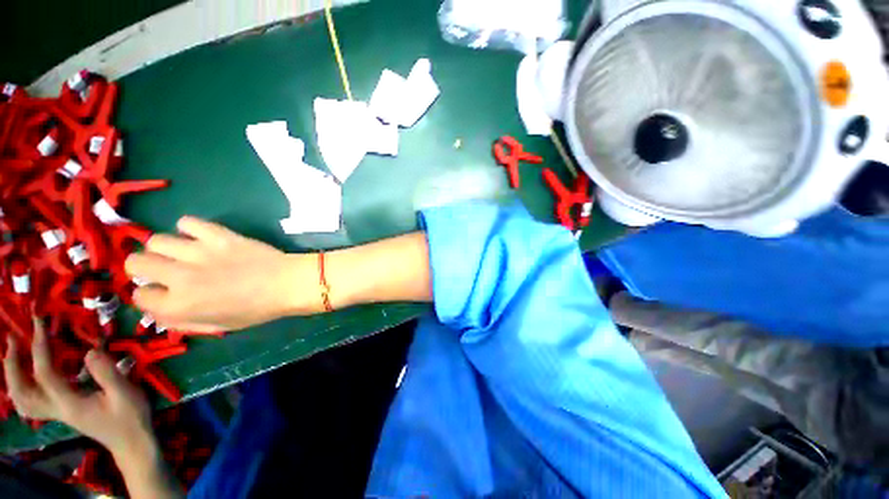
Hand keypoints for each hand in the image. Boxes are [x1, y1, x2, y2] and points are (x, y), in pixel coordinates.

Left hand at [3, 318, 155, 458]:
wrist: (131, 442)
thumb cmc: (130, 417)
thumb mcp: (125, 394)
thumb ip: (107, 373)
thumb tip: (89, 350)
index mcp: (68, 403)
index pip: (44, 373)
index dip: (39, 346)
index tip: (39, 322)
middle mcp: (56, 408)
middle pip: (21, 390)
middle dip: (12, 363)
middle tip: (14, 338)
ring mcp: (57, 412)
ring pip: (22, 399)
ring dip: (12, 376)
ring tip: (14, 354)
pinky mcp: (61, 412)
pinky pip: (31, 402)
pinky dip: (21, 388)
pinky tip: (26, 378)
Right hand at [125, 217, 312, 331]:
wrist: (288, 284)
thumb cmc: (257, 310)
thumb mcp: (218, 327)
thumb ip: (182, 321)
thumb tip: (160, 311)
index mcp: (179, 305)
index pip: (139, 295)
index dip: (150, 294)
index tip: (162, 292)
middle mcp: (180, 277)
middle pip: (135, 262)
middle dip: (144, 268)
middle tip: (163, 269)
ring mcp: (199, 253)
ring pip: (156, 240)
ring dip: (164, 248)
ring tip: (183, 253)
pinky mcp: (218, 235)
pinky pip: (188, 222)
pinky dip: (189, 228)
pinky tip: (200, 237)